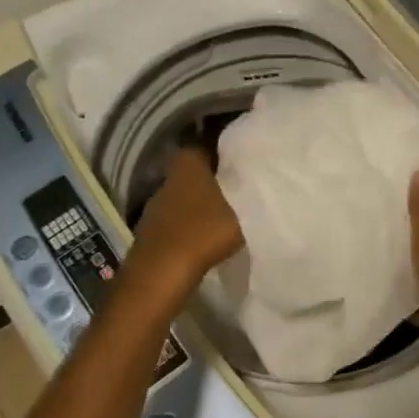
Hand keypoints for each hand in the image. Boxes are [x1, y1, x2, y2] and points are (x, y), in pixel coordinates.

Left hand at [130, 148, 243, 290]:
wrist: (161, 272)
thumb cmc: (205, 231)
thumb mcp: (243, 208)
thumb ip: (254, 192)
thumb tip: (265, 181)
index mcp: (189, 162)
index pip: (209, 145)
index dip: (227, 151)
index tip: (245, 160)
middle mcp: (169, 176)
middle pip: (196, 170)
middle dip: (215, 177)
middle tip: (241, 186)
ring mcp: (157, 203)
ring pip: (186, 195)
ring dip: (202, 202)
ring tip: (228, 212)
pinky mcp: (153, 229)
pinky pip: (179, 218)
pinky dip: (192, 223)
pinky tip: (208, 234)